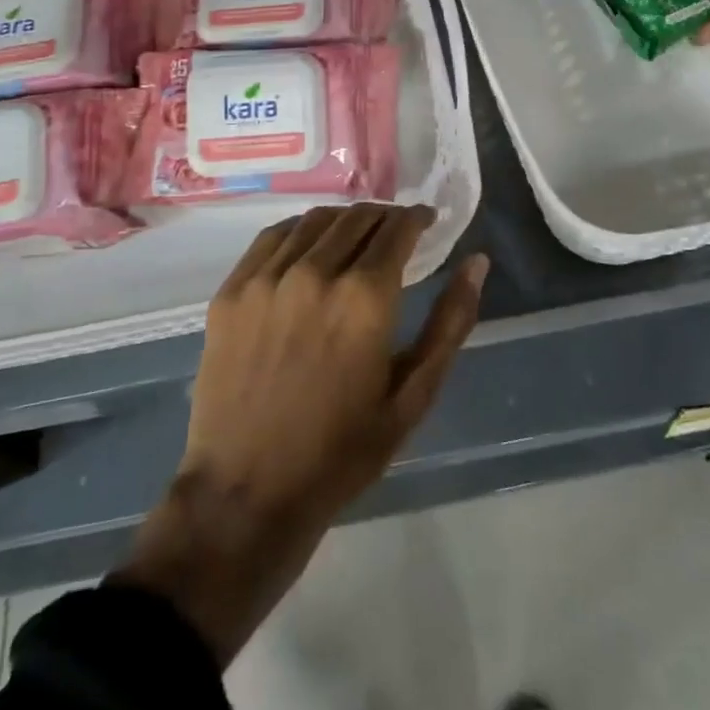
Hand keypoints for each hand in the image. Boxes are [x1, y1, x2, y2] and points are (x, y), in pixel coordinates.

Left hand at [117, 203, 488, 664]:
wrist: (247, 492)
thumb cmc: (342, 451)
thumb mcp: (413, 396)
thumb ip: (450, 323)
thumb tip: (477, 263)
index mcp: (365, 298)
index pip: (397, 228)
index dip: (417, 218)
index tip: (426, 221)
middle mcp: (315, 272)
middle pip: (357, 217)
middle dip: (385, 217)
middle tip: (396, 233)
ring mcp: (266, 279)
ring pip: (314, 220)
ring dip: (344, 219)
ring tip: (356, 236)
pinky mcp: (232, 292)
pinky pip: (271, 238)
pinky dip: (300, 231)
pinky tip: (309, 247)